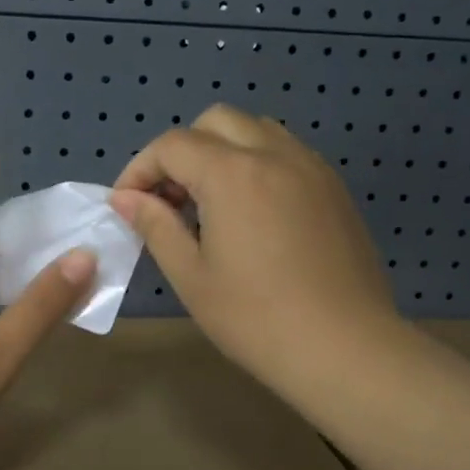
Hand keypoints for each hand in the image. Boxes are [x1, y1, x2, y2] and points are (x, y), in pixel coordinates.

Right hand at [110, 105, 399, 406]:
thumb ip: (155, 226)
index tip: (128, 205)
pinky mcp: (334, 188)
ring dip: (222, 150)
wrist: (345, 348)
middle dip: (182, 150)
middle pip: (215, 121)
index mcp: (232, 174)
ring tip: (211, 202)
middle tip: (171, 200)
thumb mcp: (191, 276)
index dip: (140, 169)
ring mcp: (311, 167)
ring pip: (256, 130)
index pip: (172, 145)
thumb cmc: (256, 318)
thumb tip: (125, 197)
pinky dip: (257, 163)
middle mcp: (274, 154)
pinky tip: (253, 213)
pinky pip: (287, 152)